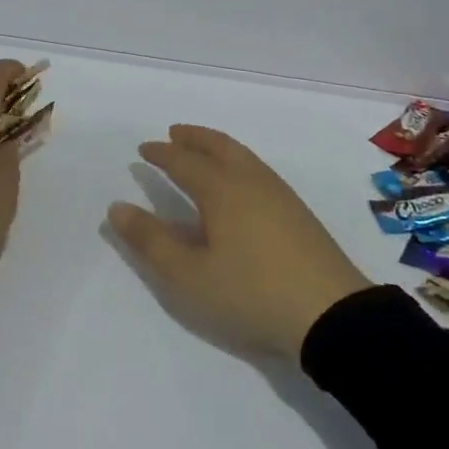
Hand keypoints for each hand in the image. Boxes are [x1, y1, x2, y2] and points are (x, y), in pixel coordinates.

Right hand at [108, 125, 369, 359]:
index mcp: (221, 190)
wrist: (331, 314)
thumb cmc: (250, 293)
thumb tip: (117, 207)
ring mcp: (279, 194)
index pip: (184, 162)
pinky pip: (258, 170)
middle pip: (218, 146)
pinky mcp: (298, 212)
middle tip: (175, 134)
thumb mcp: (189, 276)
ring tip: (204, 151)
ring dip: (218, 146)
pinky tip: (240, 183)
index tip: (144, 149)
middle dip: (194, 138)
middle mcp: (250, 181)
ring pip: (242, 156)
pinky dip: (238, 161)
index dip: (161, 154)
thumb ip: (151, 241)